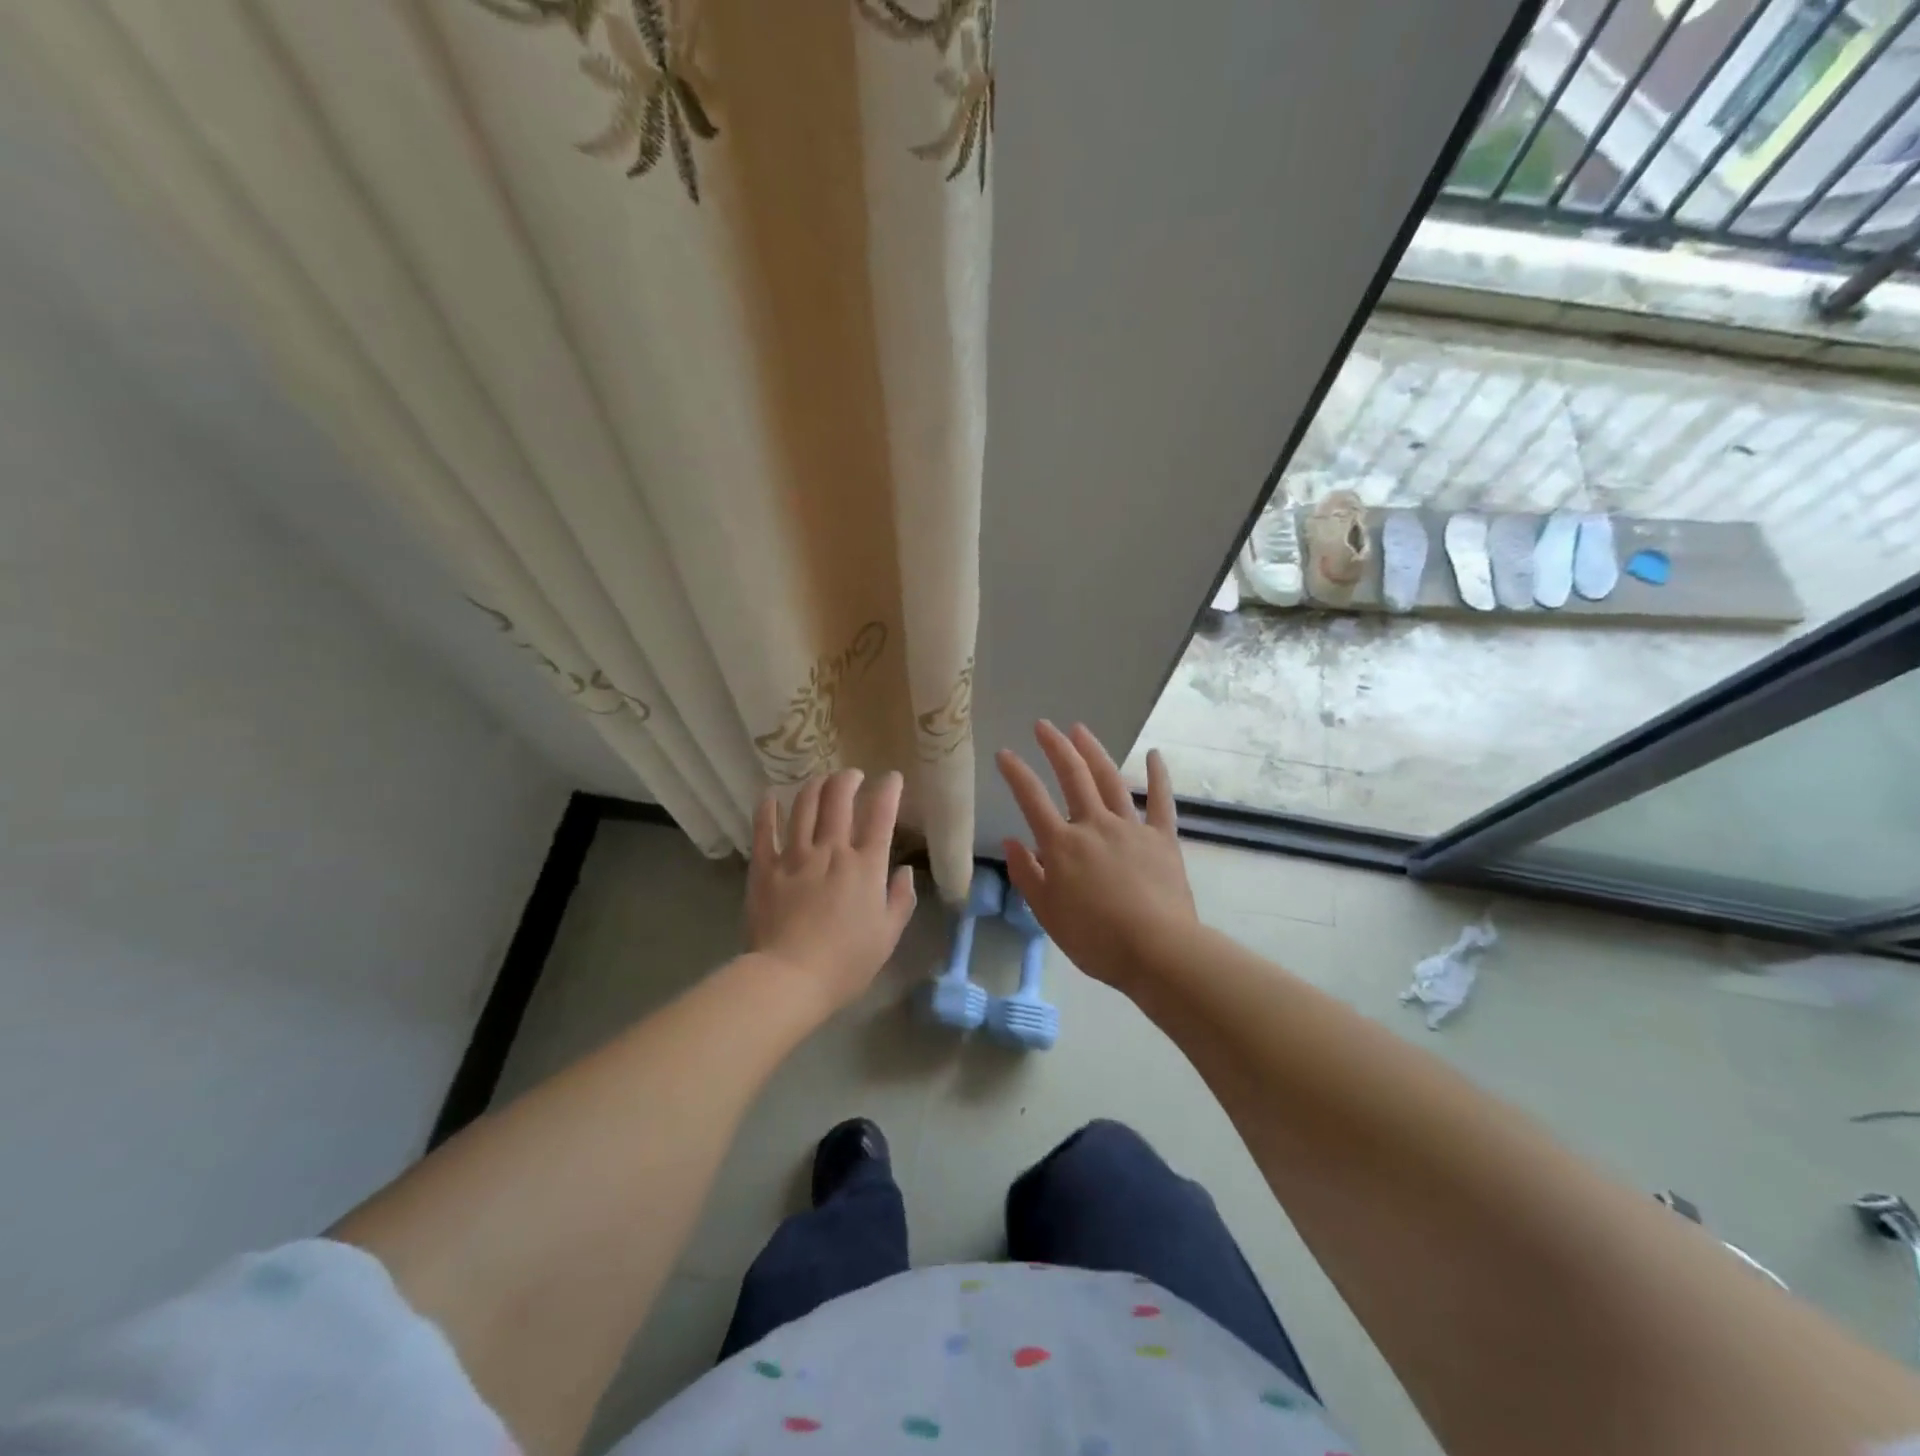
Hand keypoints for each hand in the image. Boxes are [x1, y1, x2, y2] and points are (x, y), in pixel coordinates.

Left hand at [748, 769, 916, 1012]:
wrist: (789, 978)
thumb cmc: (846, 963)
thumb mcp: (888, 936)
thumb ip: (900, 900)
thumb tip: (904, 871)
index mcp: (865, 867)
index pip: (881, 815)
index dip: (889, 790)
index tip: (892, 778)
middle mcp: (832, 851)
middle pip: (839, 799)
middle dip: (848, 779)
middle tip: (852, 775)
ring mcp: (795, 856)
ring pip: (804, 806)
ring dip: (814, 786)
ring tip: (820, 780)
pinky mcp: (765, 867)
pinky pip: (764, 830)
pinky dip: (768, 809)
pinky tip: (770, 796)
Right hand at [995, 722, 1197, 990]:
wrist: (1157, 950)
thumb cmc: (1095, 939)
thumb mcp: (1047, 913)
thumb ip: (1027, 874)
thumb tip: (1011, 841)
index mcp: (1062, 845)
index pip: (1032, 799)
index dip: (1016, 773)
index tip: (1004, 753)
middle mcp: (1094, 825)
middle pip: (1073, 776)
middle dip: (1056, 747)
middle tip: (1044, 725)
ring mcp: (1131, 828)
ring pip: (1110, 780)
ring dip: (1094, 752)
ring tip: (1080, 730)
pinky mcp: (1163, 838)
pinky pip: (1160, 802)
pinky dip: (1157, 777)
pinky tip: (1154, 755)